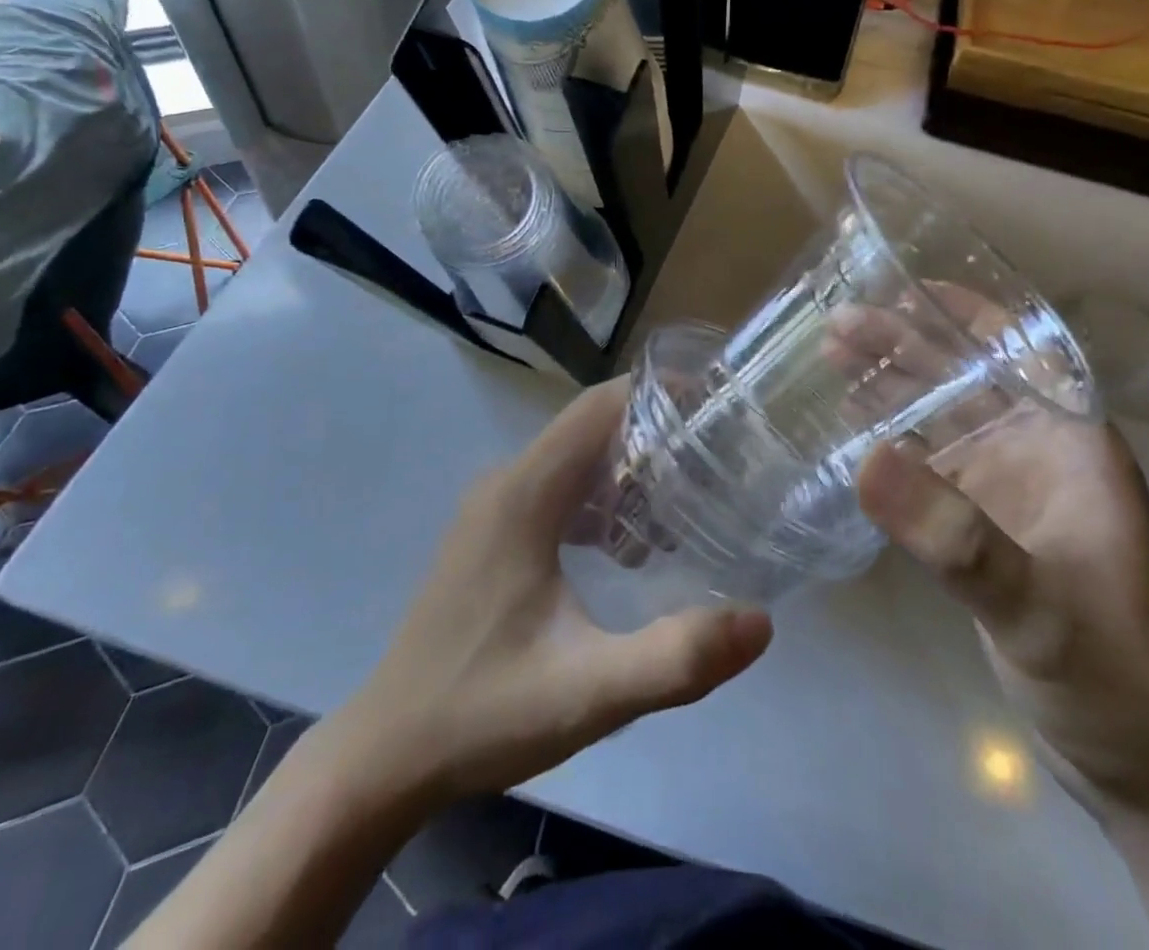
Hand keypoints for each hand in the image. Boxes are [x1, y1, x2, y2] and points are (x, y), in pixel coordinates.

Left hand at [353, 379, 772, 802]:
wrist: (387, 754)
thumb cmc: (485, 712)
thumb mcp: (590, 693)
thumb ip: (677, 658)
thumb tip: (761, 621)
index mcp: (526, 494)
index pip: (598, 407)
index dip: (656, 394)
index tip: (712, 409)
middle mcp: (507, 482)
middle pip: (590, 427)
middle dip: (653, 433)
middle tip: (715, 461)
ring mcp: (492, 507)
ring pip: (573, 458)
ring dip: (627, 469)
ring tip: (684, 506)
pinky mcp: (490, 533)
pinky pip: (555, 489)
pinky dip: (599, 498)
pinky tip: (627, 551)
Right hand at [842, 290, 1148, 821]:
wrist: (1145, 771)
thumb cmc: (1116, 677)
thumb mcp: (1038, 608)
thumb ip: (955, 536)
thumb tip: (865, 459)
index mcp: (1074, 443)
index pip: (1021, 351)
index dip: (964, 313)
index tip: (902, 288)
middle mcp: (1041, 451)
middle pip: (967, 377)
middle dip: (906, 346)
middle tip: (836, 324)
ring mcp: (1010, 488)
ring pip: (942, 416)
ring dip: (892, 386)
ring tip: (831, 358)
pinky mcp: (983, 525)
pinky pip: (929, 463)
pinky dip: (890, 439)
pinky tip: (851, 427)